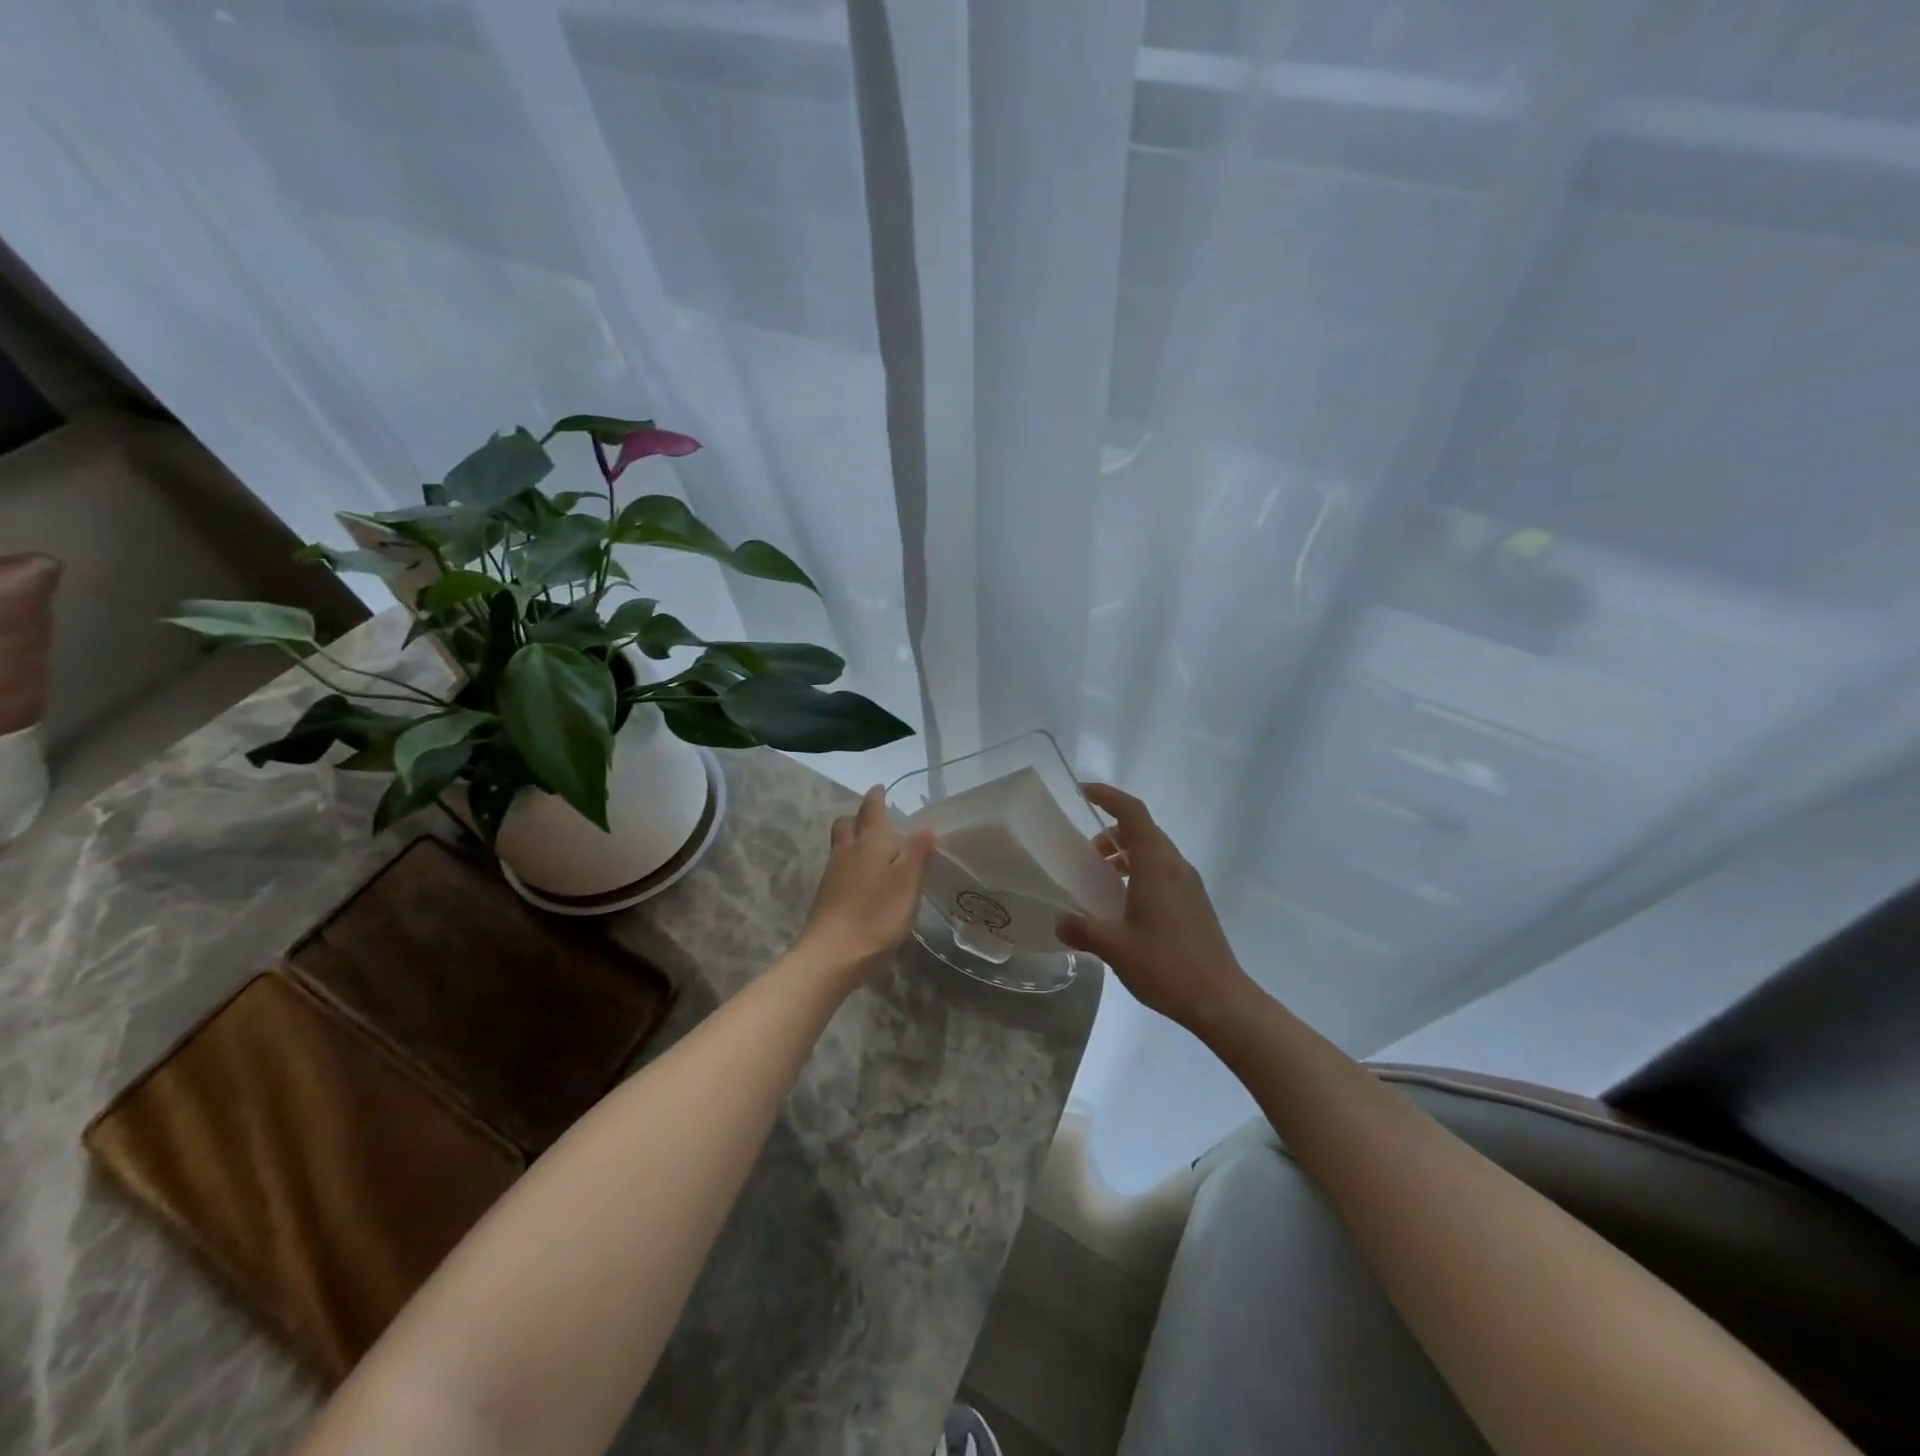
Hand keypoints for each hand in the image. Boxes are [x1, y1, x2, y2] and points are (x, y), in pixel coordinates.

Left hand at [794, 786, 934, 985]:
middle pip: (847, 823)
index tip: (881, 789)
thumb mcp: (908, 885)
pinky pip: (838, 866)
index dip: (876, 798)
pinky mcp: (826, 895)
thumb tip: (924, 827)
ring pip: (841, 844)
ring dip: (853, 839)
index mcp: (870, 843)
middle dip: (859, 816)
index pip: (871, 810)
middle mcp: (847, 851)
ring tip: (873, 848)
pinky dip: (850, 862)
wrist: (830, 955)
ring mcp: (832, 873)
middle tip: (876, 819)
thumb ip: (917, 855)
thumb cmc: (876, 916)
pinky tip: (863, 879)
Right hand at [1056, 783, 1254, 1032]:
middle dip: (1112, 832)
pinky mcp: (1195, 904)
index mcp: (1157, 865)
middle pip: (1144, 830)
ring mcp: (1189, 885)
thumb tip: (1060, 922)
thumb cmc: (1166, 965)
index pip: (1133, 813)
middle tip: (1085, 853)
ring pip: (1154, 853)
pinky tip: (1124, 905)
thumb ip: (1082, 929)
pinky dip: (1140, 874)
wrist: (1221, 1001)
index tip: (1083, 792)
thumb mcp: (1114, 948)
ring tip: (1101, 880)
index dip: (1108, 796)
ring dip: (1126, 855)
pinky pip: (1163, 873)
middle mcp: (1176, 867)